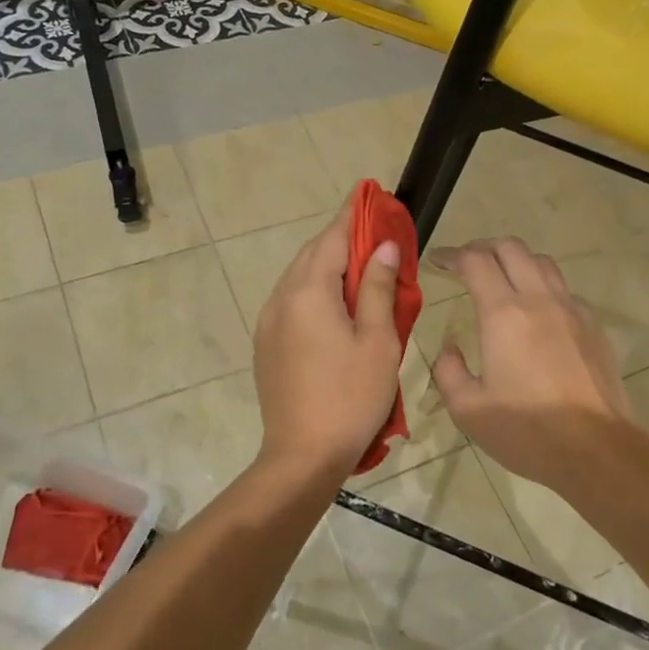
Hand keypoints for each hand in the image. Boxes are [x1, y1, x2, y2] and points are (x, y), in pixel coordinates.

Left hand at [252, 207, 403, 483]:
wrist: (302, 456)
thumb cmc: (351, 396)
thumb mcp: (377, 339)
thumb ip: (377, 287)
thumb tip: (382, 246)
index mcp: (308, 292)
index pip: (332, 237)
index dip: (353, 214)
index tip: (369, 193)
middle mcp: (281, 299)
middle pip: (311, 254)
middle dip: (341, 238)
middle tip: (373, 232)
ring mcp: (268, 322)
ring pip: (299, 278)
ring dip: (327, 264)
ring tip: (360, 265)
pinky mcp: (266, 344)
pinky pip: (292, 301)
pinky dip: (315, 289)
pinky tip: (335, 303)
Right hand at [429, 238, 637, 488]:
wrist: (597, 449)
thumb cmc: (527, 431)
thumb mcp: (468, 410)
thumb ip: (449, 371)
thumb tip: (451, 349)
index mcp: (504, 314)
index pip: (475, 262)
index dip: (452, 254)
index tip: (436, 260)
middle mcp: (539, 300)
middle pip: (511, 248)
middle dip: (483, 247)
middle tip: (466, 263)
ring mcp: (572, 310)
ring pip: (542, 262)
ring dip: (516, 261)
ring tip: (501, 279)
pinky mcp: (593, 326)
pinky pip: (564, 290)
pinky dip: (543, 287)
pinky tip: (536, 313)